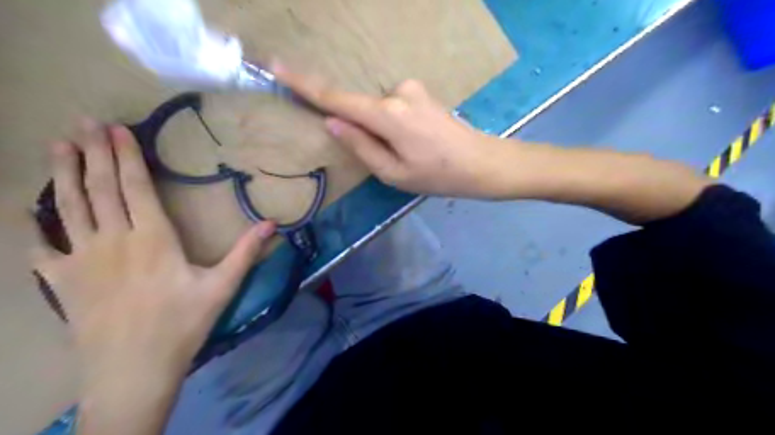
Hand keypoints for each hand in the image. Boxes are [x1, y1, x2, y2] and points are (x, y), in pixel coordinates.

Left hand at [32, 121, 274, 389]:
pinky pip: (40, 248)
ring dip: (63, 174)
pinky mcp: (61, 282)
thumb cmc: (183, 324)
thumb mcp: (222, 287)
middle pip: (100, 189)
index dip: (126, 157)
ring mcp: (80, 260)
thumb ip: (245, 252)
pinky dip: (32, 226)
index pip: (136, 188)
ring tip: (58, 145)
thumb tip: (272, 223)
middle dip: (93, 153)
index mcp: (153, 239)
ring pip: (68, 208)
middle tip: (84, 121)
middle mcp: (113, 240)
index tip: (117, 129)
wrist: (133, 370)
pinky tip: (25, 209)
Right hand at [271, 62, 515, 196]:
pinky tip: (416, 142)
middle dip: (362, 130)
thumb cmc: (438, 175)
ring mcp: (412, 89)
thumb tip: (332, 122)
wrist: (481, 163)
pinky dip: (392, 123)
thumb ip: (360, 145)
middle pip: (360, 107)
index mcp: (388, 115)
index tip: (277, 68)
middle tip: (391, 157)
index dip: (305, 85)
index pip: (337, 98)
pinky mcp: (420, 92)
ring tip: (410, 153)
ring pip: (378, 109)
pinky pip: (392, 106)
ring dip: (382, 130)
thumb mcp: (393, 173)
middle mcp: (397, 93)